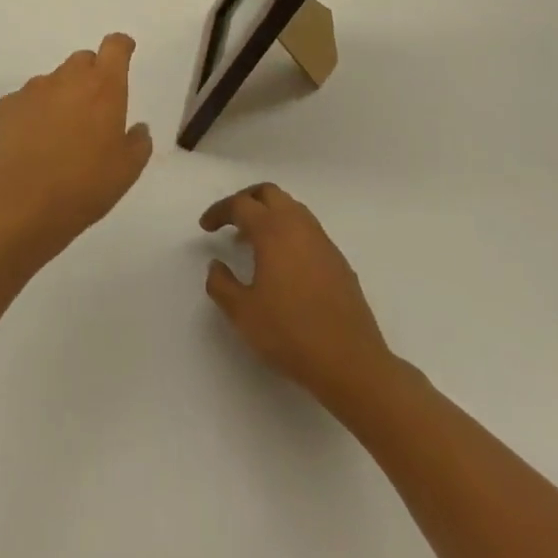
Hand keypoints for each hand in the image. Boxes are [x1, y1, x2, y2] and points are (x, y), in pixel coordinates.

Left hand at [0, 33, 153, 265]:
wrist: (21, 206)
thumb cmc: (84, 187)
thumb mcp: (127, 171)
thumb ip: (138, 142)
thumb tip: (137, 128)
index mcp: (103, 87)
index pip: (114, 47)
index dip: (121, 46)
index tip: (124, 52)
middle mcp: (68, 78)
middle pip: (83, 61)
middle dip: (91, 77)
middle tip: (93, 111)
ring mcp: (33, 89)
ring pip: (53, 82)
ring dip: (61, 98)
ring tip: (59, 137)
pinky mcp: (6, 105)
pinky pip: (27, 101)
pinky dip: (33, 114)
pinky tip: (32, 146)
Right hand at [200, 182, 393, 405]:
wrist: (352, 363)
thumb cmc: (291, 334)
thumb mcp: (243, 314)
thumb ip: (221, 284)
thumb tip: (216, 265)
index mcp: (272, 230)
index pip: (240, 205)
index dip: (219, 211)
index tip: (206, 227)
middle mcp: (298, 225)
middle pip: (268, 193)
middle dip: (246, 200)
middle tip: (230, 220)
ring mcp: (322, 241)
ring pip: (291, 208)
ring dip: (269, 215)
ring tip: (254, 242)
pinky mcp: (338, 260)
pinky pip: (307, 230)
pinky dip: (288, 232)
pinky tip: (284, 264)